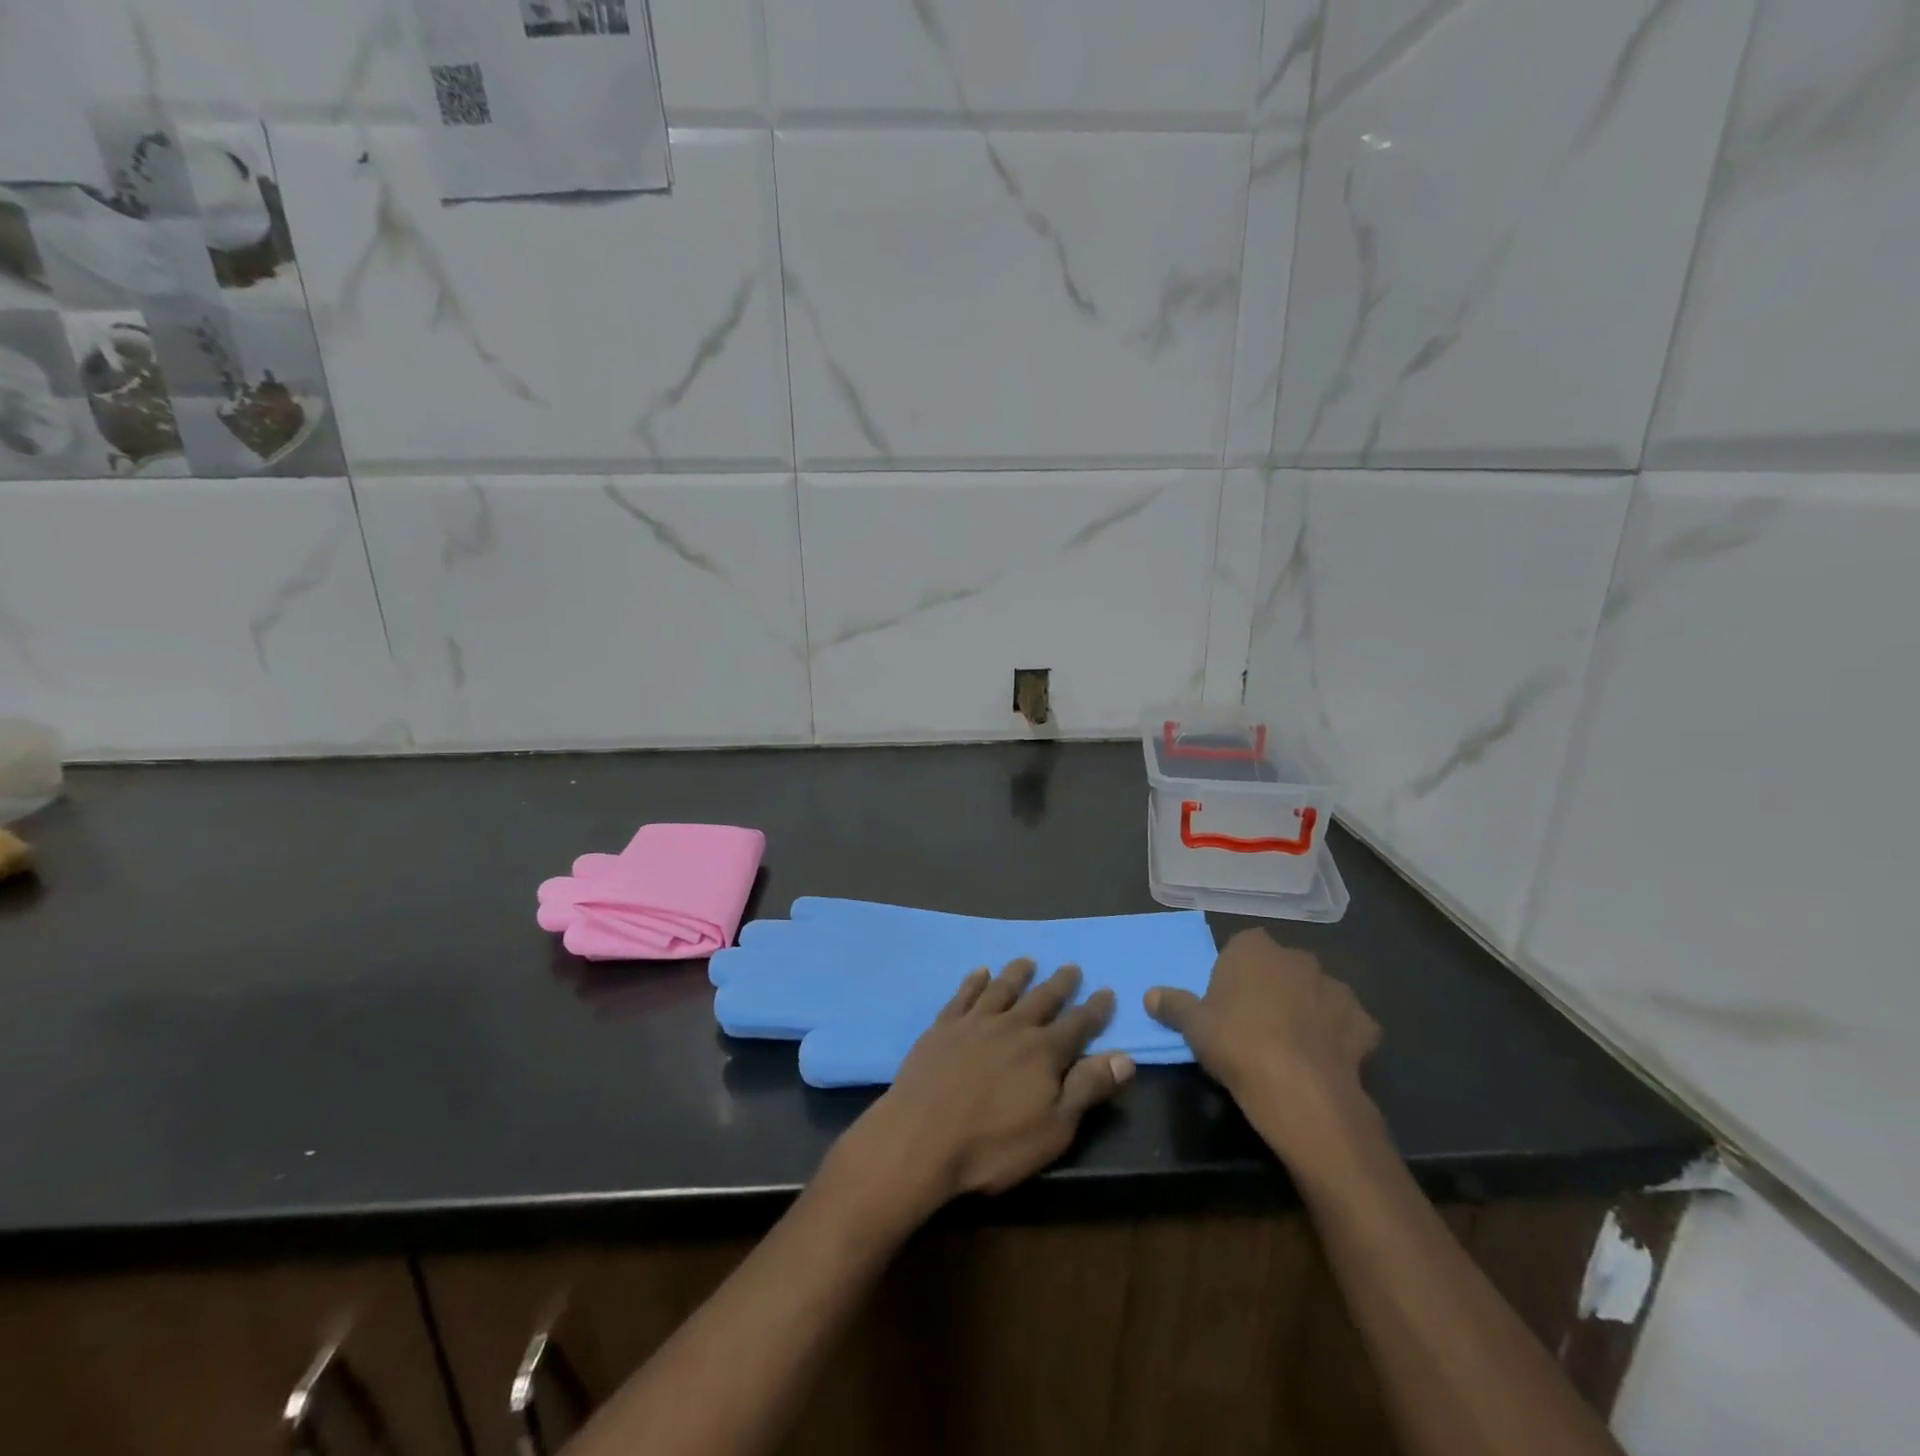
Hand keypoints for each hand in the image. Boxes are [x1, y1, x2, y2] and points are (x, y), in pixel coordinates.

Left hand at [841, 960, 1134, 1215]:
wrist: (922, 1137)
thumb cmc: (993, 1144)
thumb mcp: (1054, 1128)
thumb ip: (1087, 1089)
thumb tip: (1125, 1057)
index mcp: (1043, 1052)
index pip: (1078, 1024)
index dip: (1095, 1010)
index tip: (1106, 991)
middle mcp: (1012, 1027)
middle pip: (1042, 999)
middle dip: (1060, 984)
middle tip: (1071, 966)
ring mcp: (975, 1023)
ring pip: (1002, 989)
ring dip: (1017, 974)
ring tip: (1027, 961)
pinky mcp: (943, 1026)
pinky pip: (964, 995)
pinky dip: (974, 982)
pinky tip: (980, 973)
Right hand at [1146, 929, 1380, 1168]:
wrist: (1300, 1091)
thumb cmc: (1237, 1044)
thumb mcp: (1193, 1026)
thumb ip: (1173, 1005)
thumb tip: (1150, 995)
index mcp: (1254, 948)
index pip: (1242, 946)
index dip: (1235, 972)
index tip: (1227, 1000)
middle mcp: (1297, 958)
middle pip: (1281, 967)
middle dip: (1273, 987)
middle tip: (1256, 1022)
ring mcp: (1335, 988)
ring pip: (1317, 993)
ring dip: (1308, 1009)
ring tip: (1293, 1045)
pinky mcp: (1364, 1023)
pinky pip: (1347, 1024)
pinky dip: (1339, 1036)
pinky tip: (1326, 1059)